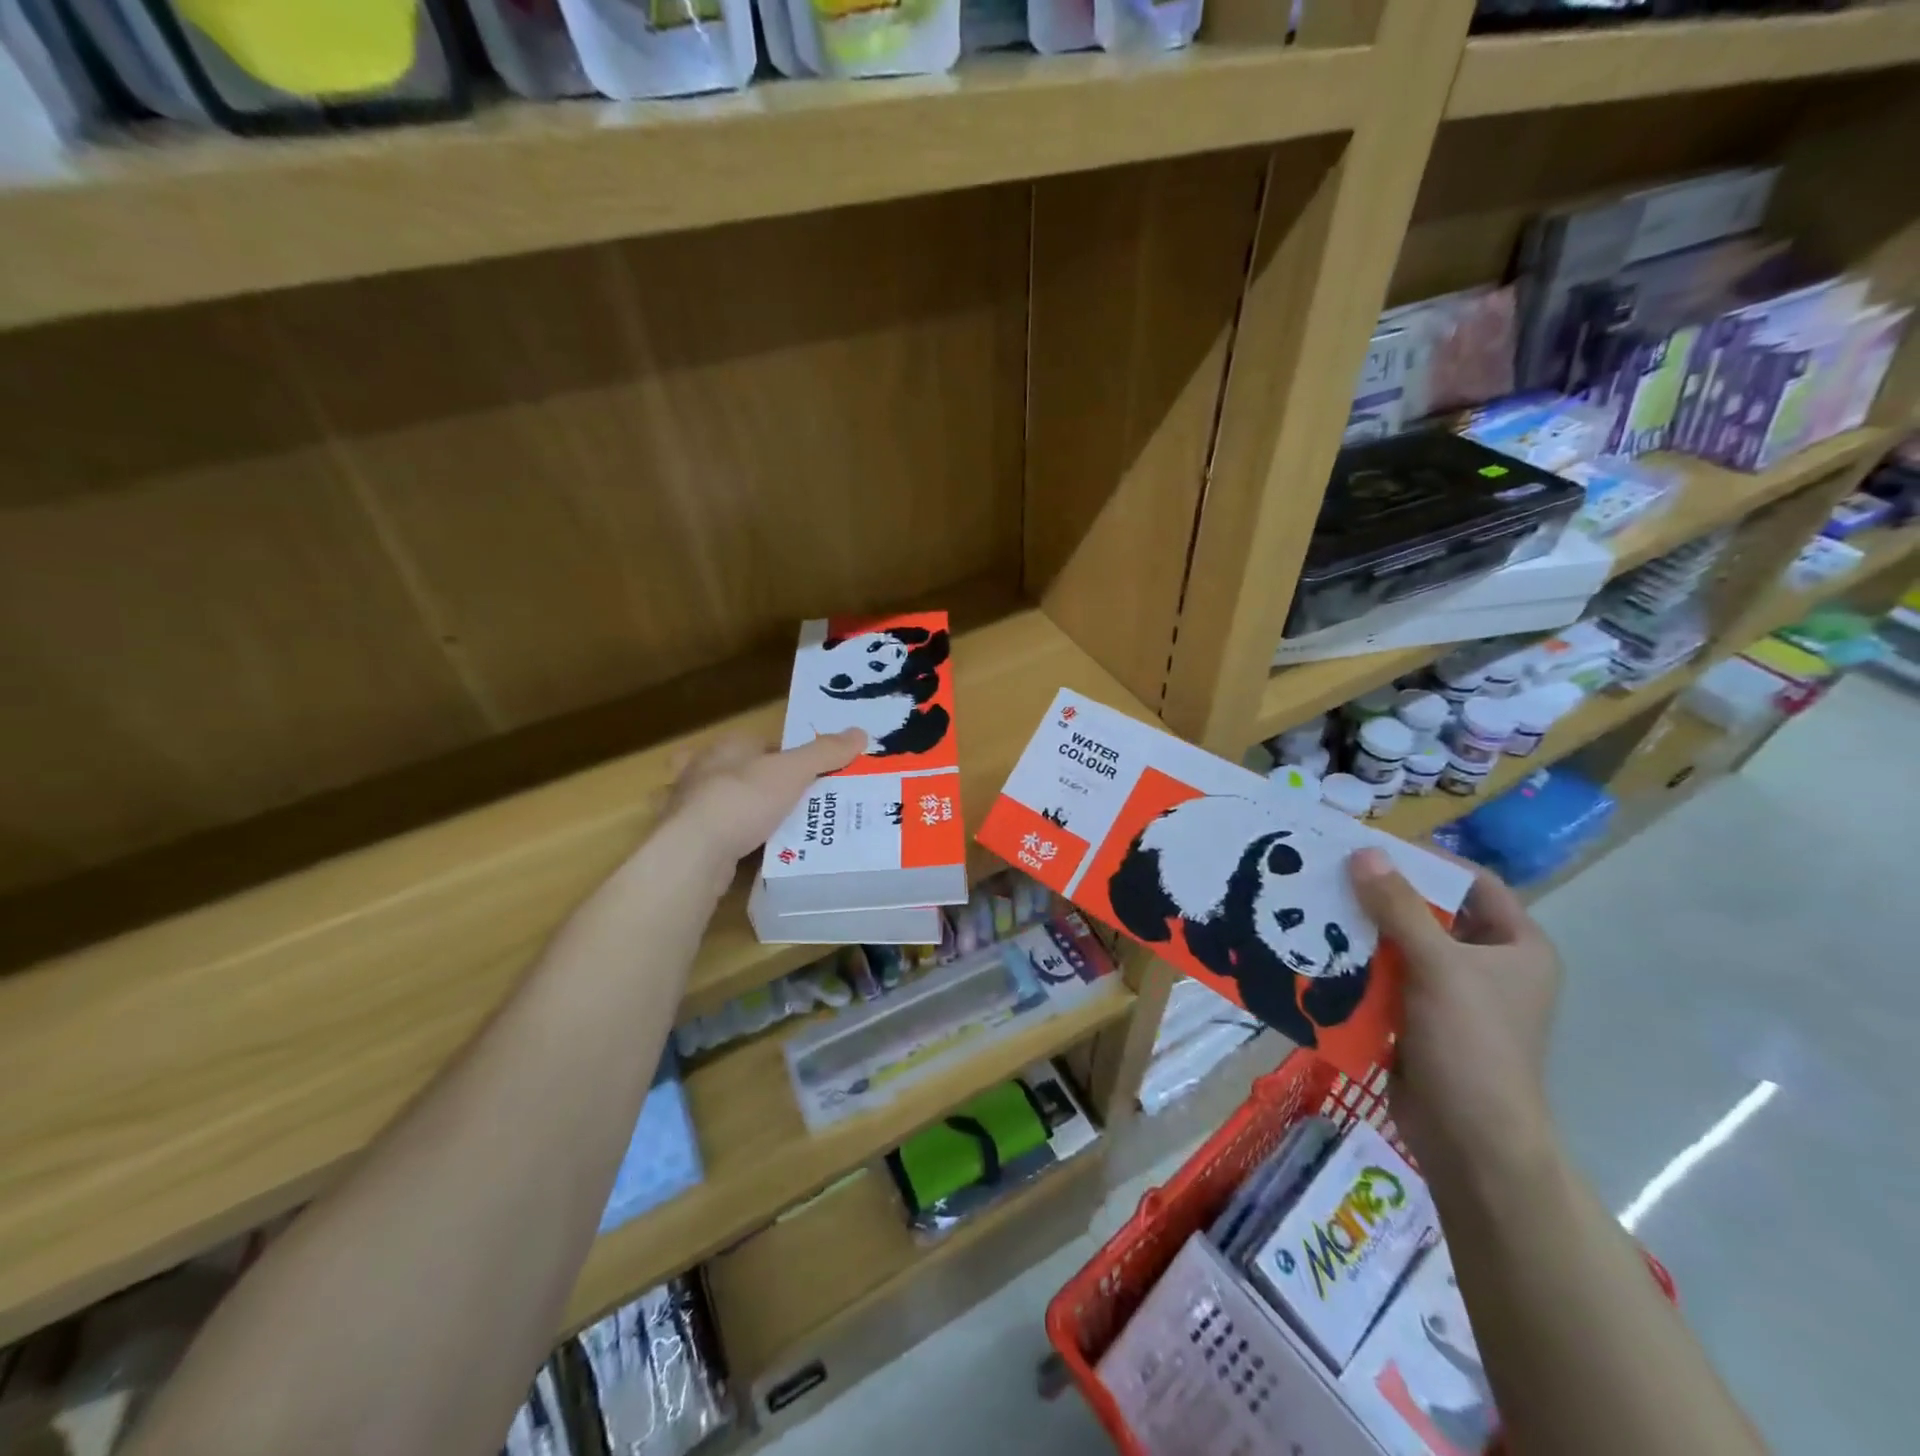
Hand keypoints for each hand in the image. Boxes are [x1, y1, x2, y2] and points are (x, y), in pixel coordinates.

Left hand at [665, 729, 865, 876]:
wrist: (694, 851)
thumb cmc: (743, 799)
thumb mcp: (793, 771)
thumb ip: (825, 753)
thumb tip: (861, 732)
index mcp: (726, 747)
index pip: (761, 744)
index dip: (785, 757)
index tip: (808, 776)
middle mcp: (701, 770)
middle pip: (737, 770)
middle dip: (756, 783)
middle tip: (789, 803)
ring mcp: (687, 805)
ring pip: (718, 802)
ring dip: (739, 811)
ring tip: (769, 828)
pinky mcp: (683, 838)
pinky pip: (712, 834)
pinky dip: (726, 839)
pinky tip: (744, 852)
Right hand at [1348, 848, 1560, 1176]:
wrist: (1470, 1141)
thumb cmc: (1472, 1044)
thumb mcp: (1438, 967)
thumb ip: (1399, 908)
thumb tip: (1363, 852)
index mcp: (1515, 946)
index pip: (1473, 882)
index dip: (1428, 860)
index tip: (1373, 847)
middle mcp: (1486, 963)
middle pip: (1429, 910)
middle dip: (1381, 893)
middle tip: (1329, 871)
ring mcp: (1450, 992)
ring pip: (1399, 943)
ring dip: (1361, 927)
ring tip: (1313, 903)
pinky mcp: (1416, 1016)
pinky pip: (1383, 975)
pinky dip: (1355, 962)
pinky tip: (1317, 948)